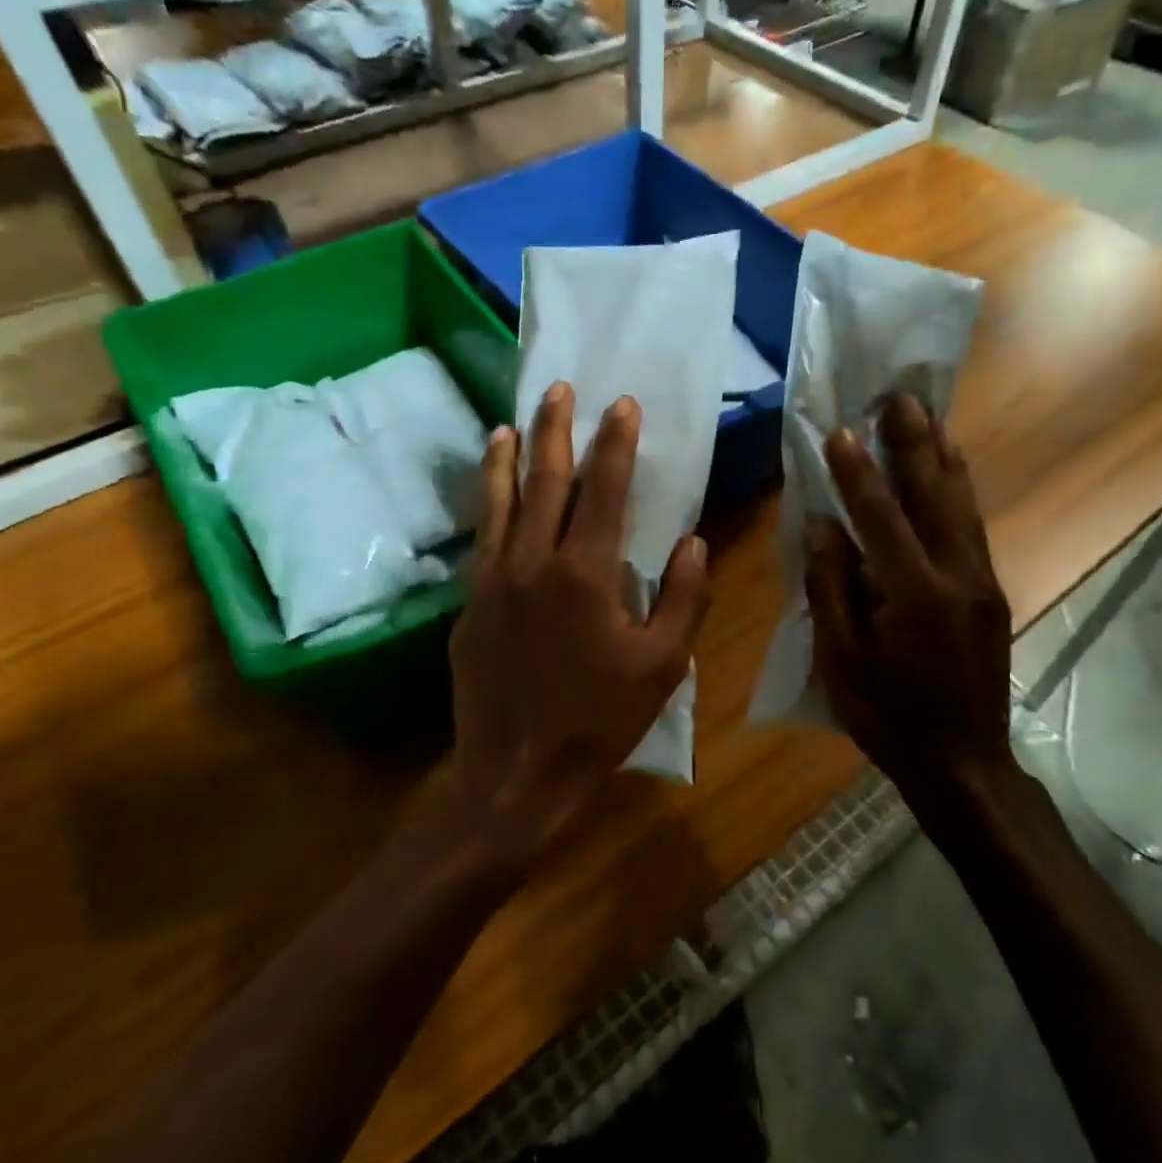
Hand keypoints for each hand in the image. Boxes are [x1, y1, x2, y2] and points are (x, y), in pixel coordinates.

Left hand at [445, 381, 710, 871]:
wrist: (515, 773)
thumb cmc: (598, 721)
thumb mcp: (662, 666)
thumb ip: (682, 598)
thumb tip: (692, 543)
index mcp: (586, 574)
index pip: (605, 490)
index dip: (616, 443)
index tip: (622, 404)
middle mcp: (533, 562)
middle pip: (545, 481)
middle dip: (555, 430)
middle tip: (558, 389)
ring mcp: (493, 581)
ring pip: (500, 502)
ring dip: (507, 458)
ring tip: (509, 424)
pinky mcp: (469, 605)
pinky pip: (482, 540)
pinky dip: (487, 506)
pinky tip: (490, 494)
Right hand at [805, 393, 1013, 808]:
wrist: (963, 762)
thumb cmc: (889, 716)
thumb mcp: (842, 661)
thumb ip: (832, 588)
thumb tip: (824, 526)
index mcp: (914, 596)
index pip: (881, 518)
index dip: (857, 473)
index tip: (841, 431)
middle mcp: (958, 577)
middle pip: (934, 496)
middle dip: (913, 444)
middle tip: (899, 397)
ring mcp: (982, 582)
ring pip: (962, 504)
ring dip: (942, 457)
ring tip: (929, 416)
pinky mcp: (991, 591)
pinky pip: (972, 526)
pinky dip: (958, 489)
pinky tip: (950, 469)